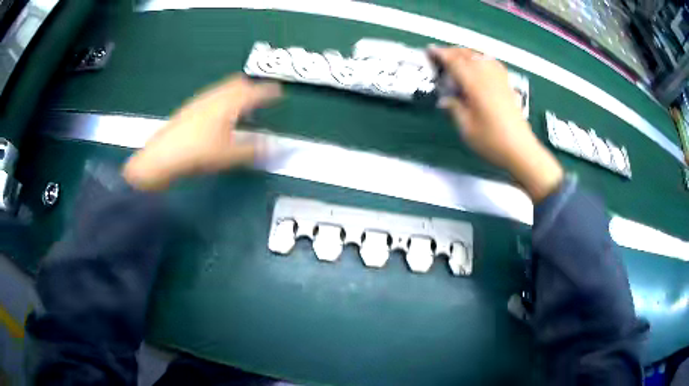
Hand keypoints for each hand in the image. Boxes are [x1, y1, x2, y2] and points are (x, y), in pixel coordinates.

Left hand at [123, 75, 281, 190]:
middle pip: (238, 83)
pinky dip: (224, 98)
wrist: (161, 156)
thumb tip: (275, 148)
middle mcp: (215, 96)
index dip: (268, 91)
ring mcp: (200, 100)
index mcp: (228, 104)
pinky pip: (213, 95)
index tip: (279, 92)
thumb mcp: (228, 156)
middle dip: (252, 87)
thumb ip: (253, 150)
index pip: (254, 92)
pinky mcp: (190, 108)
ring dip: (237, 92)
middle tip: (261, 98)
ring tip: (241, 107)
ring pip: (224, 88)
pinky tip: (219, 115)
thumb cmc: (197, 153)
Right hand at [429, 46, 562, 201]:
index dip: (441, 54)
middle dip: (451, 51)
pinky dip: (482, 58)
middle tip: (439, 55)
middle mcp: (487, 76)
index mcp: (475, 84)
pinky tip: (480, 62)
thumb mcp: (466, 128)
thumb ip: (454, 109)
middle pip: (467, 55)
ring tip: (456, 56)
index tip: (429, 50)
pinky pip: (493, 63)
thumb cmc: (492, 141)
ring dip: (466, 52)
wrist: (521, 150)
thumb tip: (445, 99)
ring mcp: (499, 79)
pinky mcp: (507, 85)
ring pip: (480, 56)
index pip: (455, 62)